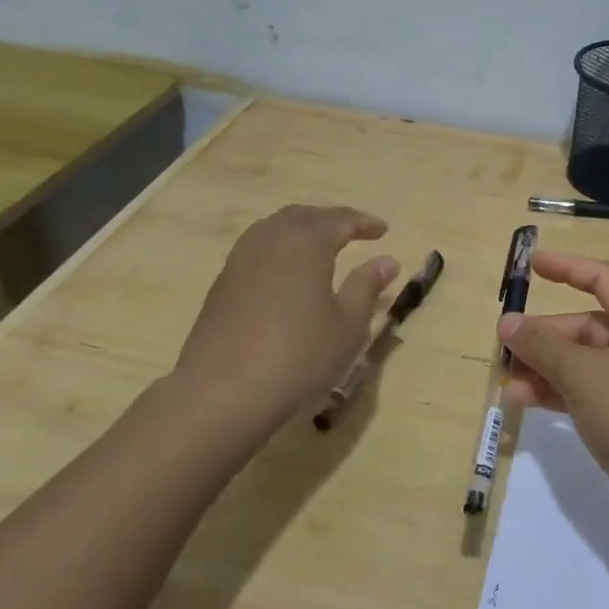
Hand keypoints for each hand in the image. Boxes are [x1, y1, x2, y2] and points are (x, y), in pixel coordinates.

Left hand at [172, 204, 397, 434]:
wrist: (223, 393)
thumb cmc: (299, 356)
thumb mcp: (348, 325)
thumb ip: (367, 287)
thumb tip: (387, 261)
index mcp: (306, 244)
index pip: (339, 220)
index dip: (363, 223)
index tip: (384, 230)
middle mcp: (271, 241)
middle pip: (302, 216)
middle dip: (330, 219)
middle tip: (352, 232)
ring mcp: (240, 261)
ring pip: (274, 228)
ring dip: (300, 230)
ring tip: (319, 246)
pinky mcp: (222, 285)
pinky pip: (255, 248)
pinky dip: (278, 247)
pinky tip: (286, 272)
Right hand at [497, 252, 608, 529]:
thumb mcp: (583, 374)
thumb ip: (542, 345)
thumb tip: (507, 323)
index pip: (604, 279)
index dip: (567, 267)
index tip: (531, 265)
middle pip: (588, 326)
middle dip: (545, 335)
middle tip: (503, 346)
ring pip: (584, 362)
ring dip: (545, 367)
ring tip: (505, 379)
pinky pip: (587, 391)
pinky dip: (558, 392)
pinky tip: (522, 400)